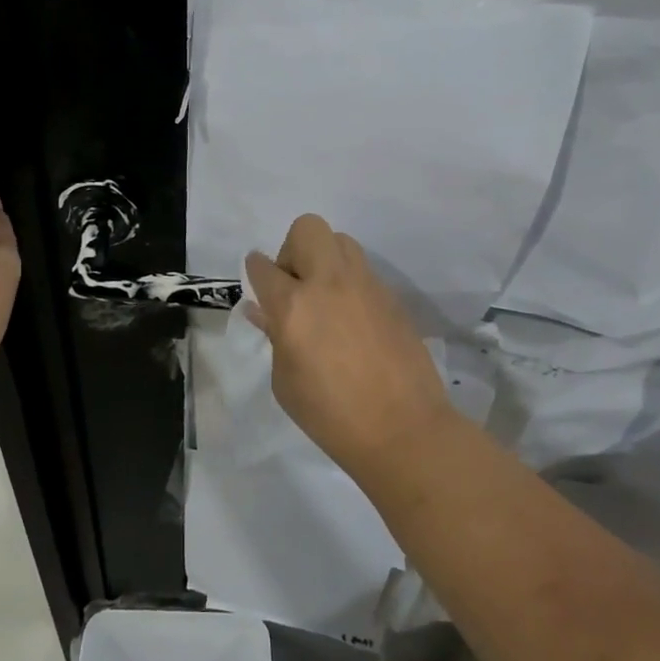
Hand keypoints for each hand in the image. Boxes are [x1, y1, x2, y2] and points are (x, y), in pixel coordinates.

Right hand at [244, 214, 455, 476]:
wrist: (404, 431)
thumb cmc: (331, 415)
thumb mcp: (285, 381)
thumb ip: (274, 336)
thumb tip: (264, 311)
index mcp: (294, 306)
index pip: (262, 266)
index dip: (255, 272)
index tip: (259, 285)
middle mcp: (329, 283)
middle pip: (307, 229)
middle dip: (293, 250)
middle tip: (296, 287)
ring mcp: (366, 286)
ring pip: (341, 241)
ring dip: (325, 260)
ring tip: (326, 299)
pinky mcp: (392, 297)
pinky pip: (364, 272)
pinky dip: (350, 284)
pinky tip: (353, 321)